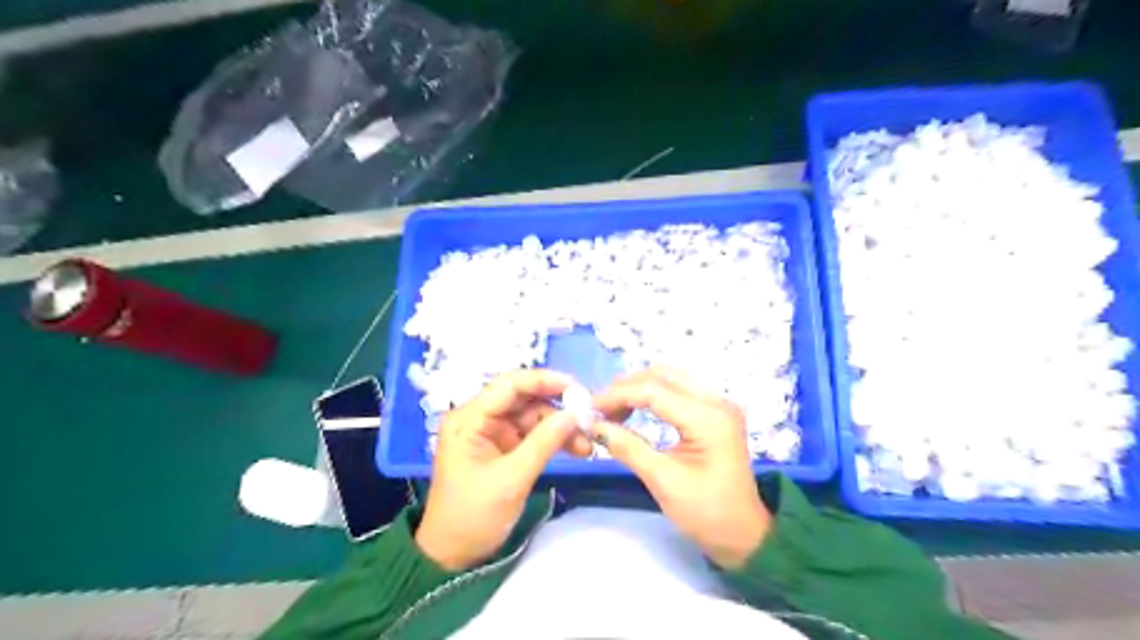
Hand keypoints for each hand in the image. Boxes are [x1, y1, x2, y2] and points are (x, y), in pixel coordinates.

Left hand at [415, 370, 587, 568]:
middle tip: (588, 419)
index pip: (509, 385)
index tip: (577, 388)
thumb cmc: (473, 515)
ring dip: (560, 427)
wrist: (453, 556)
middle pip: (524, 399)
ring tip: (586, 444)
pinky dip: (554, 439)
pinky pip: (533, 434)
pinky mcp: (503, 448)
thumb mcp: (512, 478)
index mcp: (469, 418)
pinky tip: (576, 449)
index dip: (544, 381)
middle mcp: (480, 418)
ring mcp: (493, 433)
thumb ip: (544, 442)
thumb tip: (576, 413)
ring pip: (533, 416)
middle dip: (557, 407)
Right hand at [593, 368, 770, 567]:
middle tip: (599, 409)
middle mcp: (717, 401)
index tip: (589, 409)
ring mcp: (718, 404)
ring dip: (639, 388)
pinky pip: (679, 389)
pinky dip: (653, 394)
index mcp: (708, 418)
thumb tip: (593, 425)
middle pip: (662, 375)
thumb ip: (627, 447)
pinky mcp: (715, 411)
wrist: (744, 535)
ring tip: (613, 410)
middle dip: (626, 387)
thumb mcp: (663, 481)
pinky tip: (635, 410)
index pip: (654, 391)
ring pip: (670, 378)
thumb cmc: (706, 513)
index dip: (617, 395)